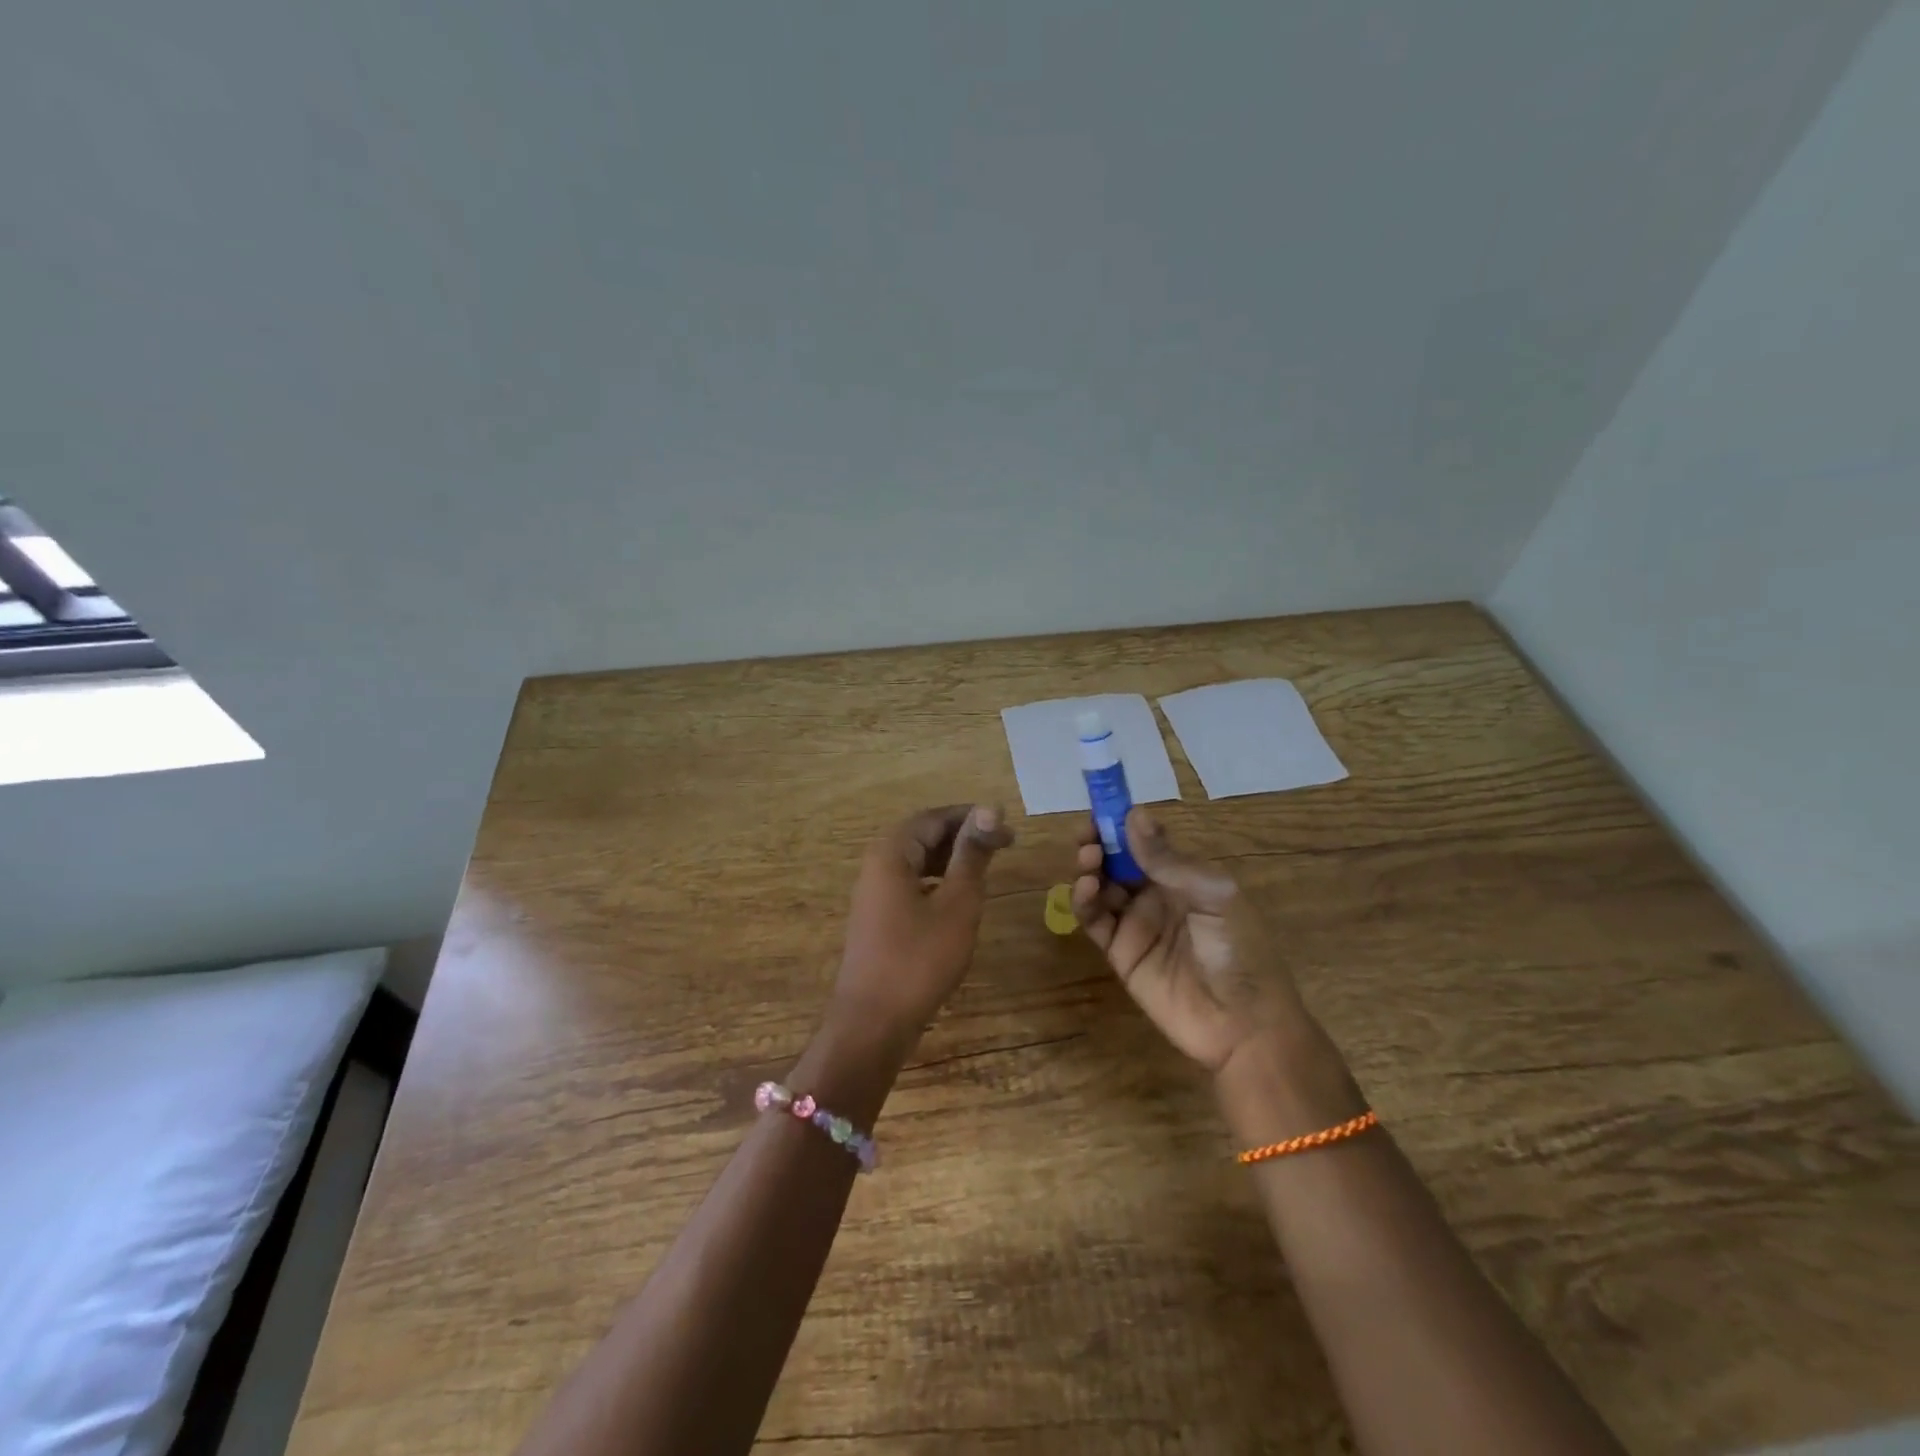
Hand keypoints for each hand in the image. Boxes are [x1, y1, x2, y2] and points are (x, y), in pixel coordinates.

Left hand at [831, 804, 1014, 1047]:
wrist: (872, 1023)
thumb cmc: (919, 959)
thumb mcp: (956, 903)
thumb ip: (972, 855)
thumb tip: (990, 809)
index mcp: (891, 853)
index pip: (934, 818)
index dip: (972, 818)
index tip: (1008, 831)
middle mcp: (876, 865)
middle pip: (923, 836)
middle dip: (963, 838)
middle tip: (1004, 848)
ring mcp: (874, 894)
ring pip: (917, 861)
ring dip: (952, 861)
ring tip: (986, 871)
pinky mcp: (878, 919)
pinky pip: (910, 885)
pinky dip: (937, 883)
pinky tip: (959, 900)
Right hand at [1072, 808, 1309, 1073]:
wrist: (1243, 1025)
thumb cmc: (1239, 950)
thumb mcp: (1213, 895)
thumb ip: (1169, 860)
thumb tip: (1134, 814)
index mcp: (1185, 876)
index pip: (1146, 840)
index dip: (1124, 822)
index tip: (1104, 806)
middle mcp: (1156, 894)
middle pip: (1118, 859)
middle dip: (1100, 841)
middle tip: (1089, 834)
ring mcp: (1136, 923)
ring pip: (1101, 885)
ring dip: (1090, 866)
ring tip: (1088, 858)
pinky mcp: (1119, 952)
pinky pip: (1095, 920)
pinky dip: (1083, 901)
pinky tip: (1085, 888)